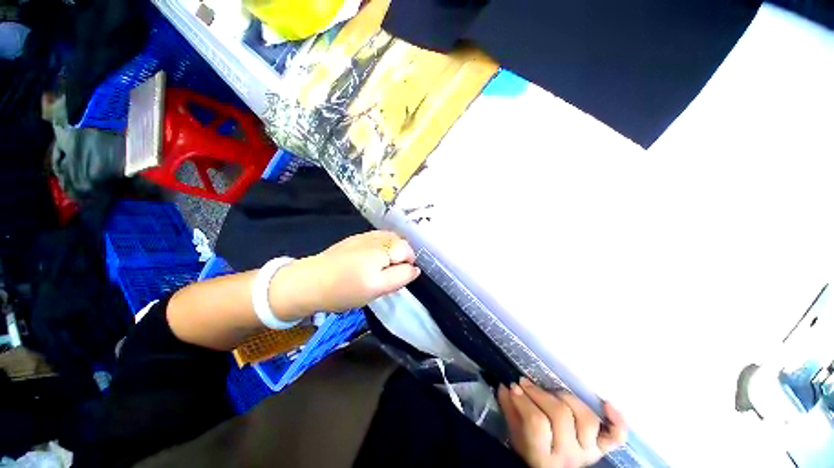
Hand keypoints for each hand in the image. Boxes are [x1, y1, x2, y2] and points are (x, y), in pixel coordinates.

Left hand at [270, 231, 420, 318]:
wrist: (309, 282)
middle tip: (388, 274)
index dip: (407, 266)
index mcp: (382, 251)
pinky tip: (372, 257)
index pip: (408, 252)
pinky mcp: (357, 237)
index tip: (395, 278)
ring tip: (381, 266)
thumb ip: (400, 277)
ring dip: (392, 251)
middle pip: (401, 243)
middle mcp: (376, 238)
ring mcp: (365, 235)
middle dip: (400, 257)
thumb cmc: (344, 290)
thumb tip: (416, 269)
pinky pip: (379, 237)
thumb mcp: (376, 289)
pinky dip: (382, 246)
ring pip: (391, 239)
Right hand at [498, 378, 627, 467]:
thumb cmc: (531, 453)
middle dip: (540, 394)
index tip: (514, 386)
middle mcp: (570, 456)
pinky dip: (617, 421)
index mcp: (543, 457)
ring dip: (567, 399)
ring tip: (552, 391)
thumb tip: (504, 386)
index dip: (524, 401)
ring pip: (586, 419)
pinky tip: (606, 404)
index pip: (537, 423)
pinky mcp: (602, 449)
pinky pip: (616, 437)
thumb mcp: (515, 436)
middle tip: (525, 383)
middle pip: (561, 416)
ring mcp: (589, 453)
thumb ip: (509, 411)